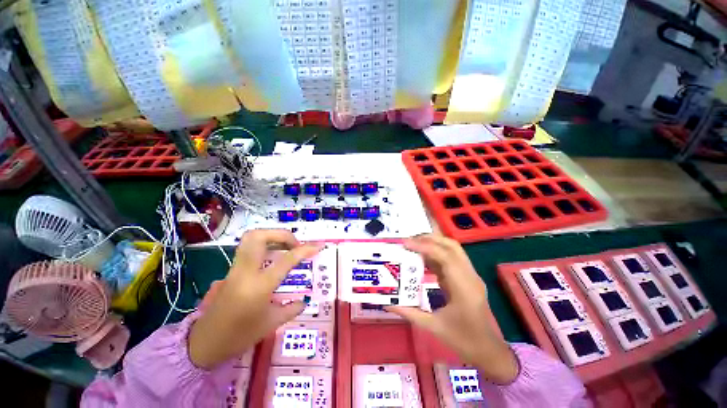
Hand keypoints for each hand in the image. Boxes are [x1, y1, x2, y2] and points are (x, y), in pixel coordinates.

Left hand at [188, 229, 321, 369]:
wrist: (203, 344)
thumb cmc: (238, 337)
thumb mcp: (270, 324)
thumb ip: (292, 309)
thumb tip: (305, 300)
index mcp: (259, 286)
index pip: (286, 260)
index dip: (305, 249)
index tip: (319, 245)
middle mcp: (245, 272)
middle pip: (260, 236)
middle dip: (282, 234)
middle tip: (295, 245)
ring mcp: (235, 269)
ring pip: (251, 238)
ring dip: (272, 237)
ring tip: (287, 248)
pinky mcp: (231, 271)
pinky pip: (248, 248)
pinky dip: (264, 245)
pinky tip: (274, 257)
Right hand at [386, 235, 518, 383]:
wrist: (488, 350)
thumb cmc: (463, 340)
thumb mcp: (434, 327)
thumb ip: (409, 313)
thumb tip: (387, 304)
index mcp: (464, 288)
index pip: (445, 257)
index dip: (425, 246)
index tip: (406, 244)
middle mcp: (470, 276)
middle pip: (452, 246)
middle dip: (429, 239)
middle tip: (409, 241)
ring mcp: (471, 275)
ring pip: (453, 249)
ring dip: (433, 244)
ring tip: (413, 245)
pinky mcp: (467, 277)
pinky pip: (451, 259)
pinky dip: (436, 254)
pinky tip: (422, 258)